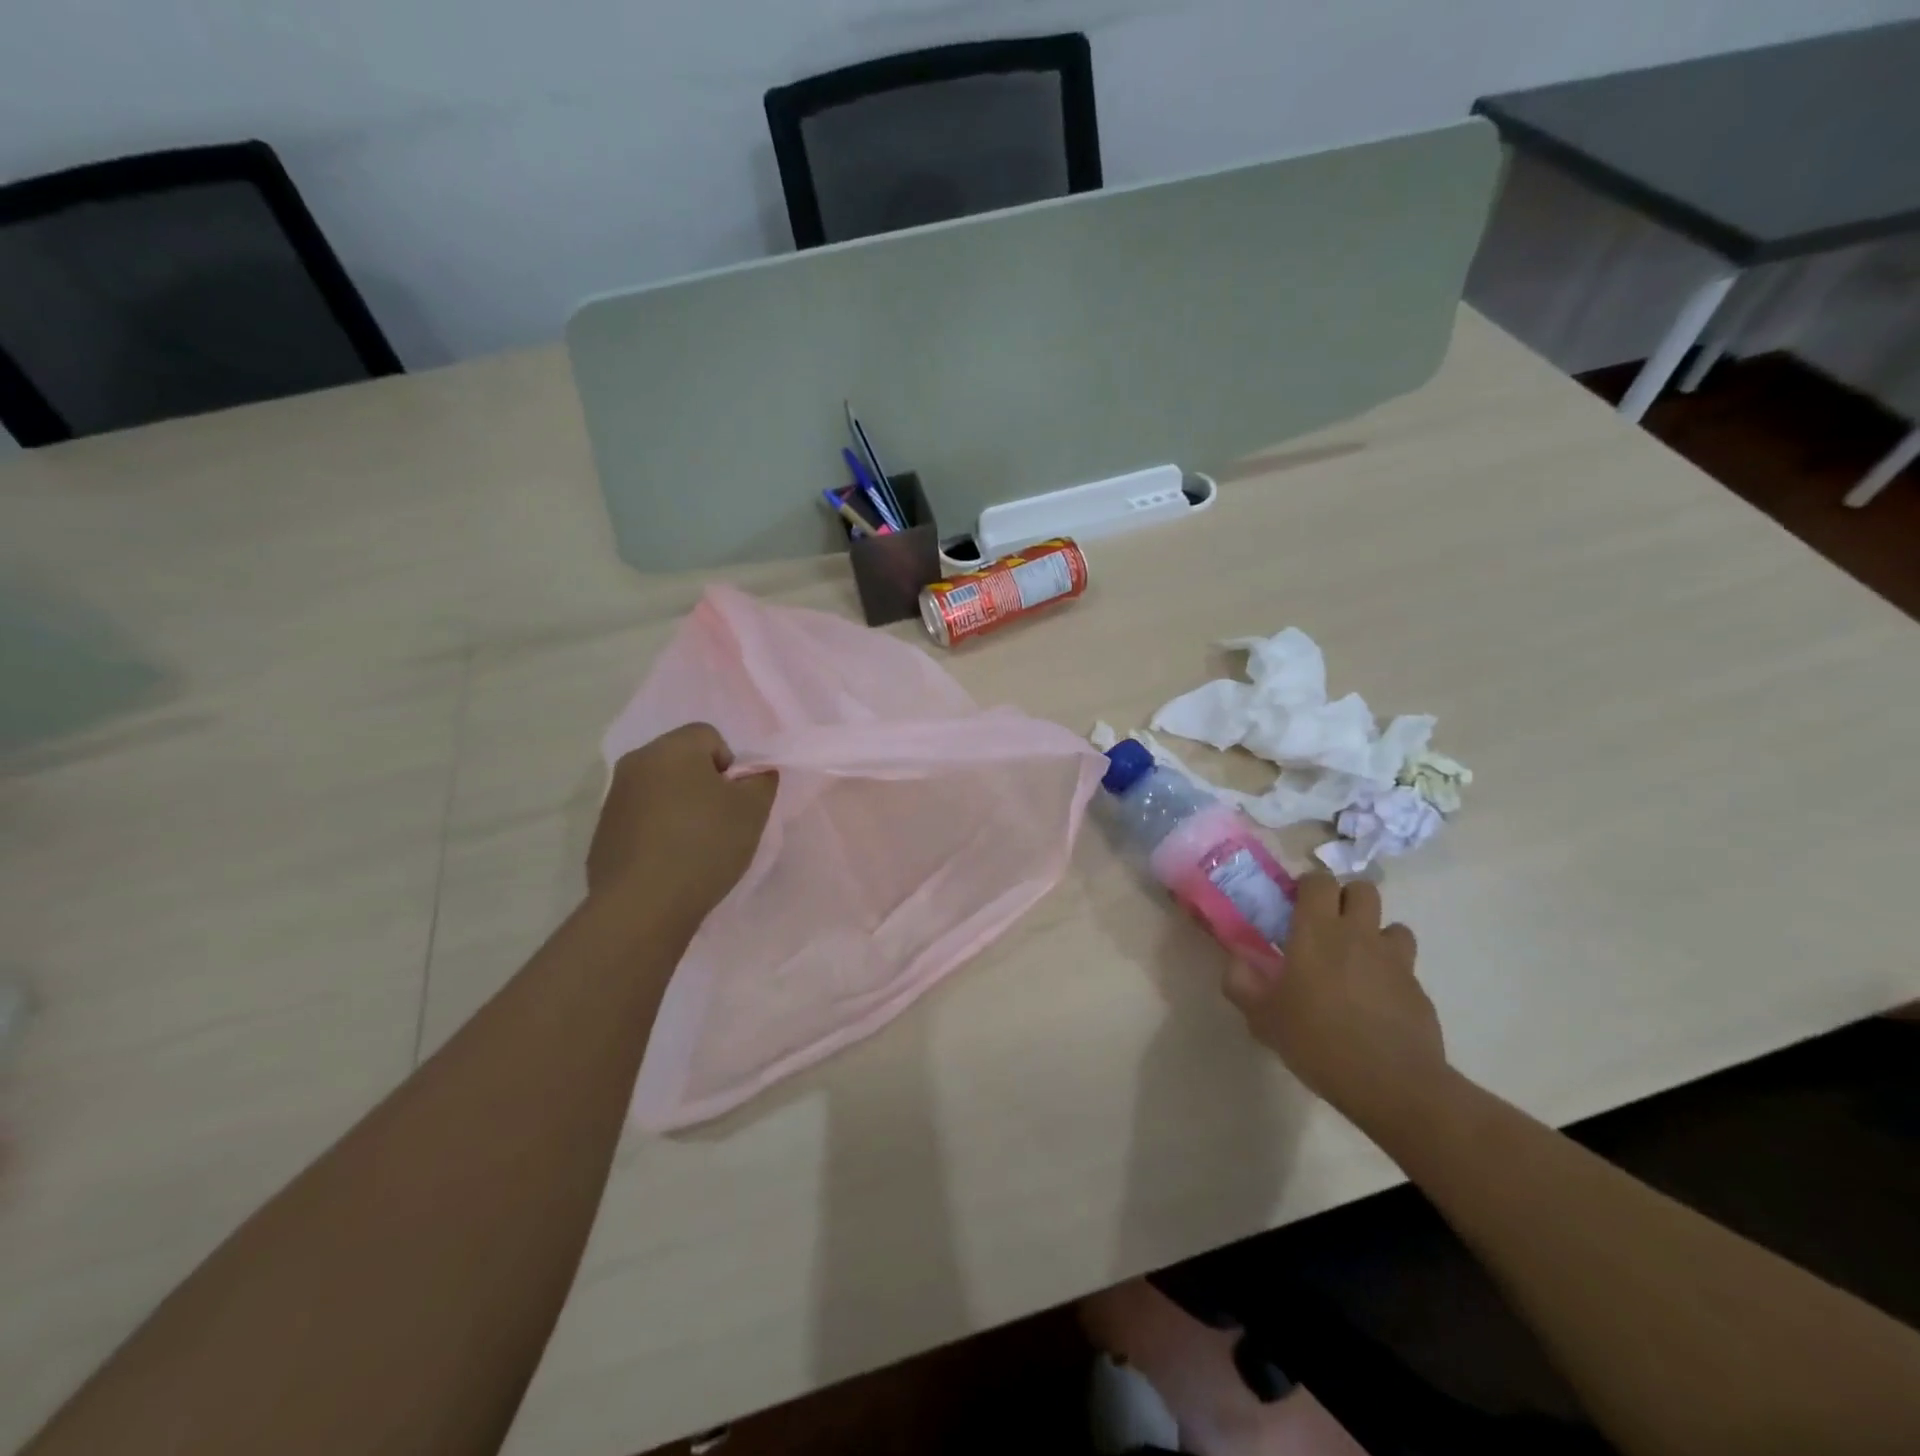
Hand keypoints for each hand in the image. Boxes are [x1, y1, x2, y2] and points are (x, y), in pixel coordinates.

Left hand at [587, 723, 777, 922]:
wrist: (643, 906)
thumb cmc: (705, 845)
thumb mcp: (753, 809)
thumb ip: (761, 780)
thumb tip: (753, 773)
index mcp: (671, 748)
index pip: (709, 736)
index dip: (731, 766)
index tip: (735, 801)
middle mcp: (636, 763)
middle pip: (682, 761)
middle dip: (704, 785)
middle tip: (721, 822)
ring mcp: (613, 799)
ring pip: (660, 791)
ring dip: (680, 808)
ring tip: (695, 847)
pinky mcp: (603, 833)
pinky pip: (642, 820)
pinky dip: (658, 832)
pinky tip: (670, 863)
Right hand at [1223, 872, 1447, 1132]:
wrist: (1393, 1084)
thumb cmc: (1318, 1041)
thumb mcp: (1262, 1017)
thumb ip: (1241, 983)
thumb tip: (1235, 961)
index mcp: (1317, 931)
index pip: (1319, 881)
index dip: (1307, 886)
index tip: (1294, 905)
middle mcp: (1358, 934)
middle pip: (1362, 889)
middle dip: (1345, 899)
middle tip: (1326, 927)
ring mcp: (1394, 960)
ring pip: (1392, 925)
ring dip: (1374, 934)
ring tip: (1357, 961)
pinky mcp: (1418, 989)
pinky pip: (1404, 966)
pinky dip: (1390, 972)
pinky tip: (1375, 1001)